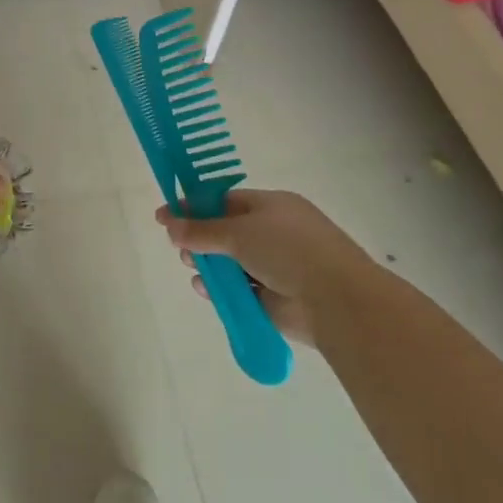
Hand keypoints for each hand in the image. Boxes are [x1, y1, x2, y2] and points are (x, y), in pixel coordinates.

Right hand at [156, 190, 365, 343]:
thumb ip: (201, 230)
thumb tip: (169, 223)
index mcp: (272, 206)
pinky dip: (222, 290)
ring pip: (231, 263)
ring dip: (209, 265)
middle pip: (226, 232)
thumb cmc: (288, 250)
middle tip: (178, 246)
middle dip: (200, 238)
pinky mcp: (274, 299)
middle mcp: (274, 233)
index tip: (166, 215)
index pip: (226, 201)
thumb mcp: (238, 232)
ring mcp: (276, 267)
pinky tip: (205, 290)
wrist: (336, 300)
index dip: (195, 207)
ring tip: (191, 267)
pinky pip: (240, 290)